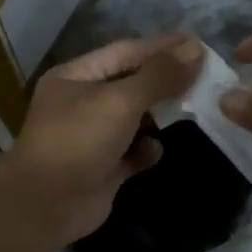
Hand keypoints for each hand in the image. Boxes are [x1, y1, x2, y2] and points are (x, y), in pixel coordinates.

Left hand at [0, 34, 204, 245]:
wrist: (46, 206)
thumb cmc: (78, 141)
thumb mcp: (120, 101)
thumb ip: (159, 76)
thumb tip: (195, 49)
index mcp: (77, 76)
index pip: (125, 52)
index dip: (162, 47)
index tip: (198, 45)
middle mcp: (83, 103)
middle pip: (132, 84)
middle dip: (165, 82)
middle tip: (204, 78)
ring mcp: (93, 137)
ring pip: (136, 119)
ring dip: (159, 117)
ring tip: (190, 110)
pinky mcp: (105, 168)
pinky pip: (134, 152)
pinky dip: (147, 150)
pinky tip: (155, 151)